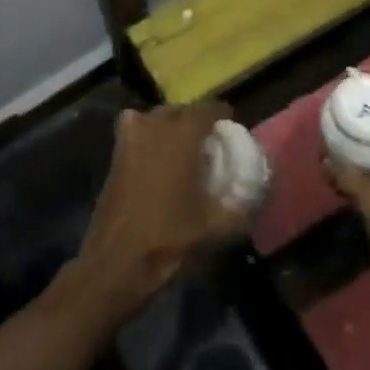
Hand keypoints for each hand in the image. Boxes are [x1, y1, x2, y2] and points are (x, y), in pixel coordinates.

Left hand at [70, 101, 246, 321]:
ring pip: (154, 118)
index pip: (208, 109)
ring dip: (168, 127)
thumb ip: (240, 207)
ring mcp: (129, 138)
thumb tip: (255, 197)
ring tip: (182, 150)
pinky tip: (157, 162)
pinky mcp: (114, 155)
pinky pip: (135, 132)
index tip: (230, 129)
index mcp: (182, 135)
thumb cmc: (169, 236)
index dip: (222, 116)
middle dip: (194, 121)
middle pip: (179, 111)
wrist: (117, 260)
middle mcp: (153, 126)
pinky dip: (147, 138)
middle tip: (208, 143)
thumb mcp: (215, 226)